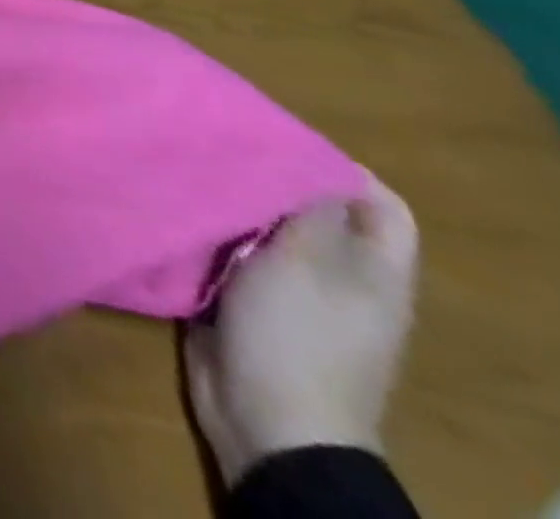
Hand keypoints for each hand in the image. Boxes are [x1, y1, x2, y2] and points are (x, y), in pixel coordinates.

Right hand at [185, 174, 418, 486]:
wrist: (266, 420)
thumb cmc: (299, 333)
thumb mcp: (308, 259)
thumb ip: (306, 203)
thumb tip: (303, 152)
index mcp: (374, 270)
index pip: (379, 203)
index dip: (340, 168)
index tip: (279, 139)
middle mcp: (339, 276)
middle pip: (313, 210)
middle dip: (270, 178)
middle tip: (223, 145)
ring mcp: (293, 291)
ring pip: (266, 228)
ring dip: (234, 203)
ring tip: (193, 167)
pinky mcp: (248, 300)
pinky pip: (233, 251)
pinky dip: (212, 230)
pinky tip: (180, 206)